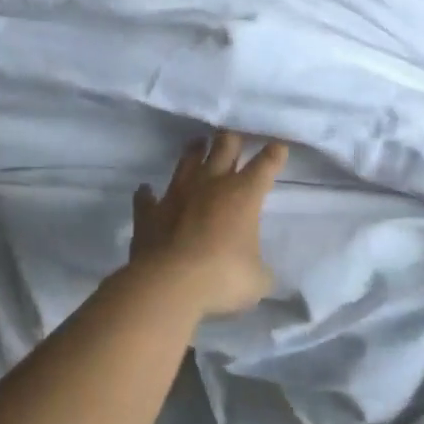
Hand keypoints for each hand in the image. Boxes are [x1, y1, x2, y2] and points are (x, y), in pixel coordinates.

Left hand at [129, 131, 288, 316]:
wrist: (168, 284)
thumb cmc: (222, 277)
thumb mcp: (257, 280)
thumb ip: (260, 271)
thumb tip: (259, 273)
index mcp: (244, 194)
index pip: (265, 165)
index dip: (274, 154)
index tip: (278, 147)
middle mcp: (211, 184)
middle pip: (224, 146)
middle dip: (232, 140)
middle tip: (235, 140)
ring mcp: (177, 193)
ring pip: (188, 160)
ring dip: (195, 151)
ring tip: (198, 143)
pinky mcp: (150, 211)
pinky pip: (147, 197)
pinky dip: (147, 194)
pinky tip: (146, 190)